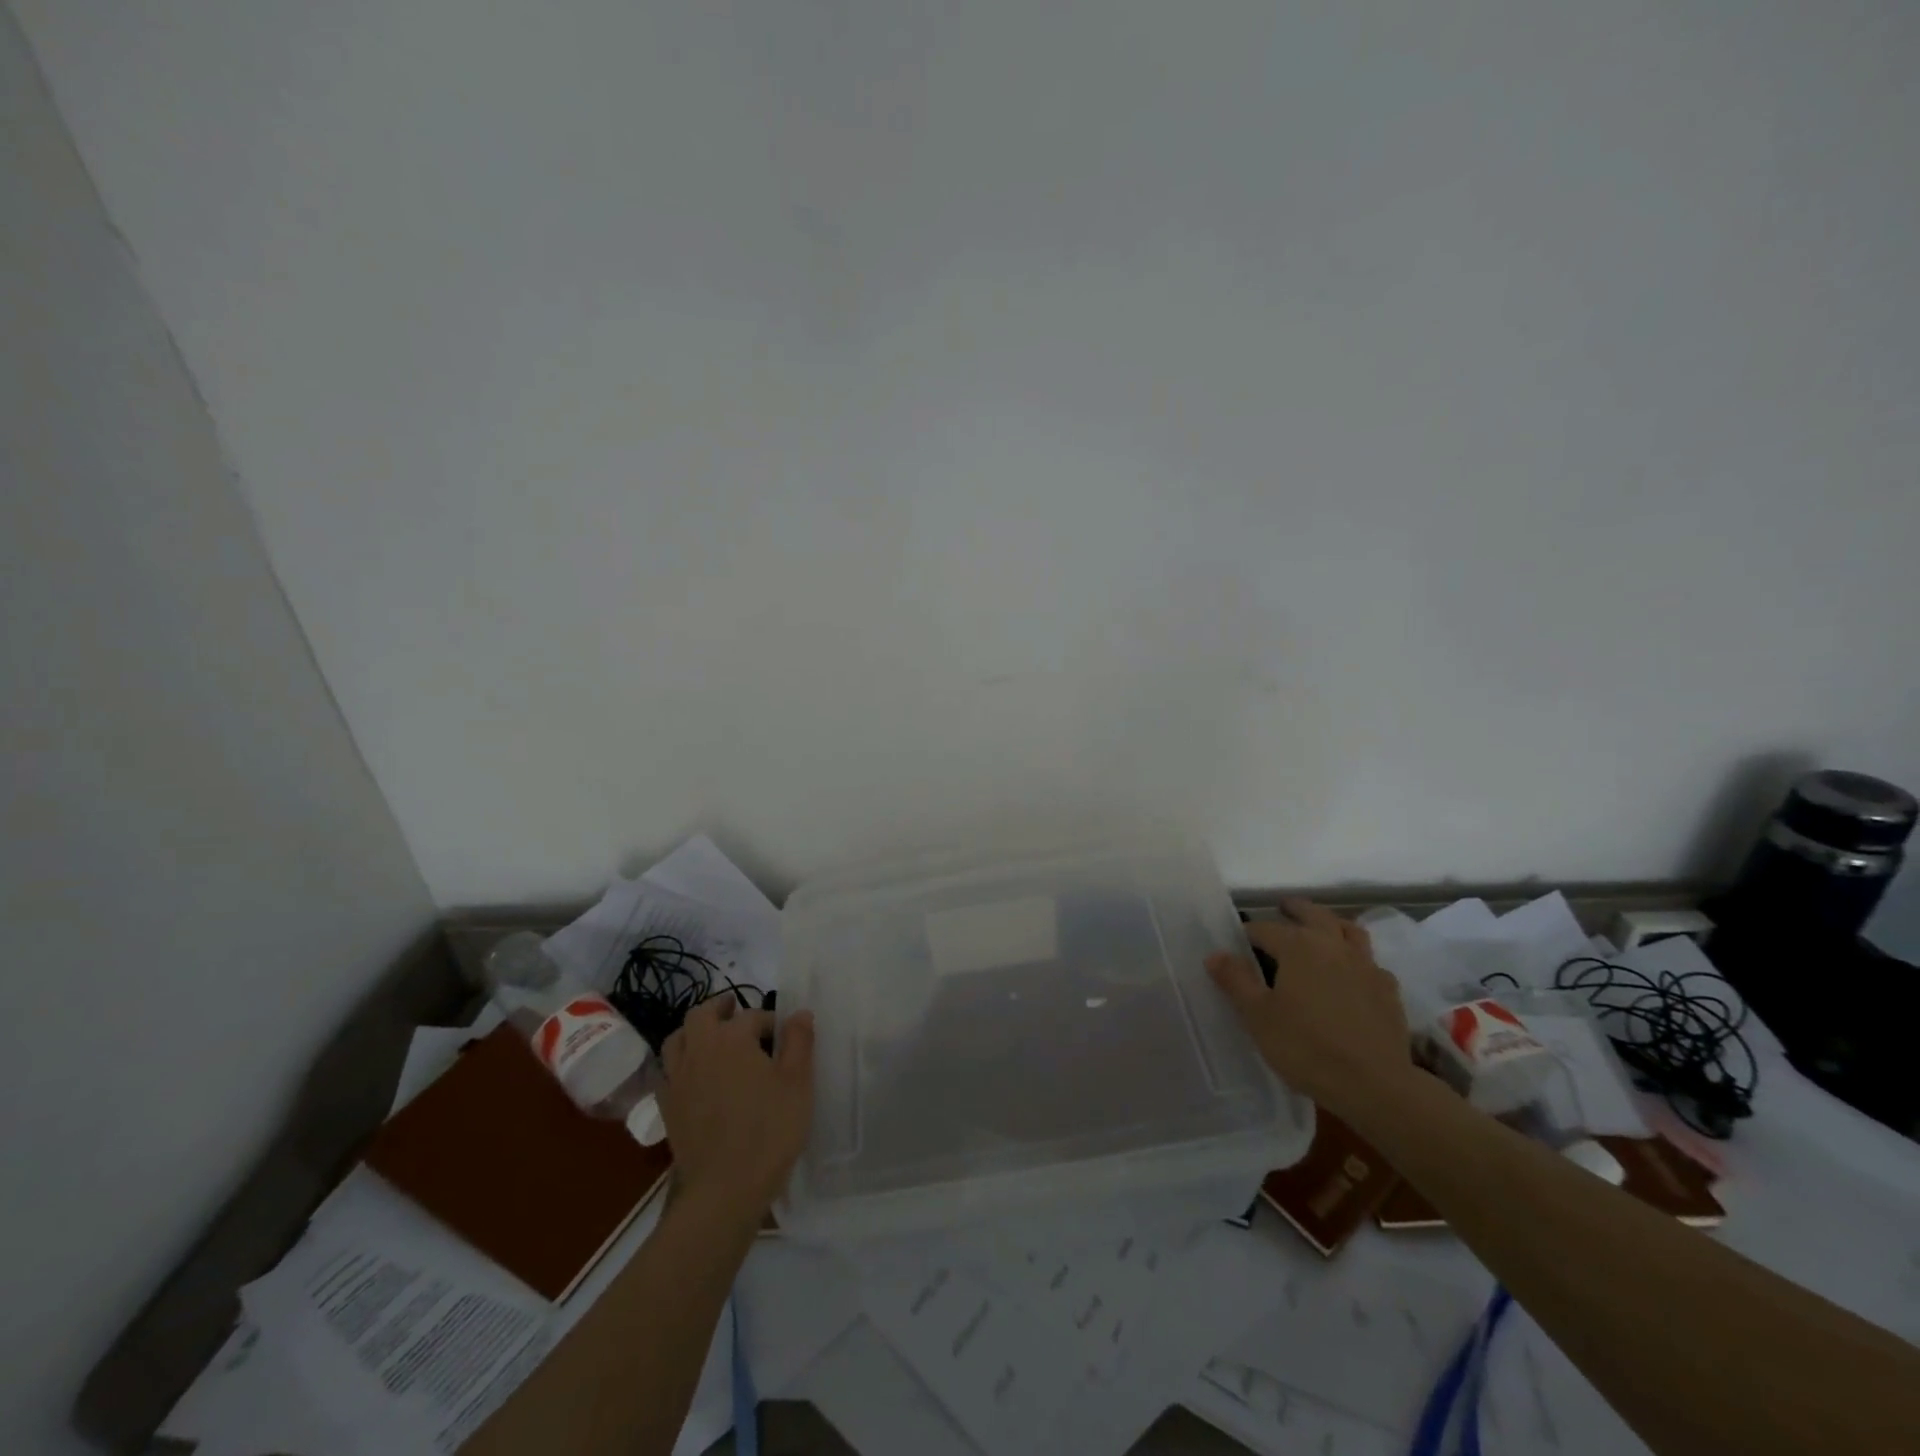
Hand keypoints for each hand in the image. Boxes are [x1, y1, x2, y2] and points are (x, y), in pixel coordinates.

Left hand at [658, 998, 814, 1219]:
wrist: (724, 1189)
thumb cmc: (769, 1130)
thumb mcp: (798, 1083)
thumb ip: (799, 1042)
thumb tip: (799, 1013)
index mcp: (732, 1039)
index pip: (752, 1016)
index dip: (770, 1021)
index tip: (785, 1036)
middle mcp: (699, 1050)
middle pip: (701, 1015)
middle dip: (720, 1008)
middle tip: (735, 1010)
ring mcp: (678, 1079)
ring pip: (677, 1040)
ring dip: (693, 1031)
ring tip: (711, 1038)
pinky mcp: (666, 1107)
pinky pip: (666, 1072)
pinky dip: (679, 1064)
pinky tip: (694, 1077)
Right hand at [1206, 898, 1413, 1122]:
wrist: (1374, 1085)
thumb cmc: (1306, 1047)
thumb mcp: (1258, 1016)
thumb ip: (1235, 981)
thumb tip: (1215, 954)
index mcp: (1298, 946)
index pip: (1265, 928)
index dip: (1248, 932)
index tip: (1238, 941)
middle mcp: (1333, 945)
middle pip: (1314, 914)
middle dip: (1295, 909)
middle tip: (1284, 908)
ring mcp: (1366, 965)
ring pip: (1349, 930)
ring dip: (1332, 923)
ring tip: (1321, 929)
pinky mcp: (1388, 990)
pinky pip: (1370, 962)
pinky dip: (1357, 958)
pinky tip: (1352, 974)